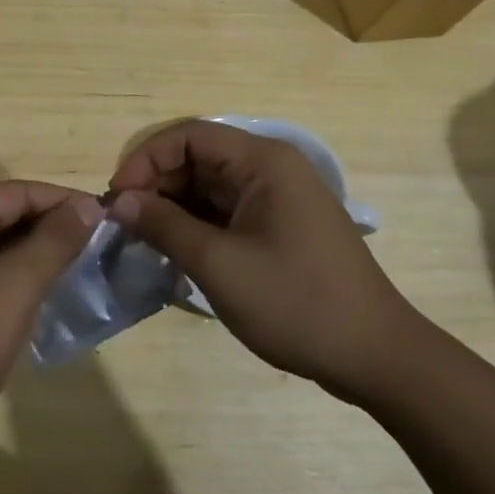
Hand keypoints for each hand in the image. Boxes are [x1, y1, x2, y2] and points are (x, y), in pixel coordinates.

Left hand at [0, 181, 102, 480]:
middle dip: (51, 229)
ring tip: (79, 271)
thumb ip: (55, 240)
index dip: (66, 202)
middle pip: (6, 214)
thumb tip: (87, 205)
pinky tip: (40, 298)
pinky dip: (12, 279)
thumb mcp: (16, 287)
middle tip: (100, 248)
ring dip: (34, 255)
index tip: (110, 220)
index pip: (20, 191)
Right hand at [107, 121, 427, 399]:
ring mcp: (278, 197)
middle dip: (156, 186)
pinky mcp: (280, 225)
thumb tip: (119, 201)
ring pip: (209, 187)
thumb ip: (164, 226)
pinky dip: (197, 226)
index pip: (188, 136)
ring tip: (144, 242)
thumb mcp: (219, 265)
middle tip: (125, 226)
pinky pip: (226, 211)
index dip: (146, 160)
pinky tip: (175, 253)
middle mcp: (271, 168)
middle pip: (198, 159)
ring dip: (173, 209)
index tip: (118, 199)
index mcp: (263, 161)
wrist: (376, 357)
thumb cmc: (296, 302)